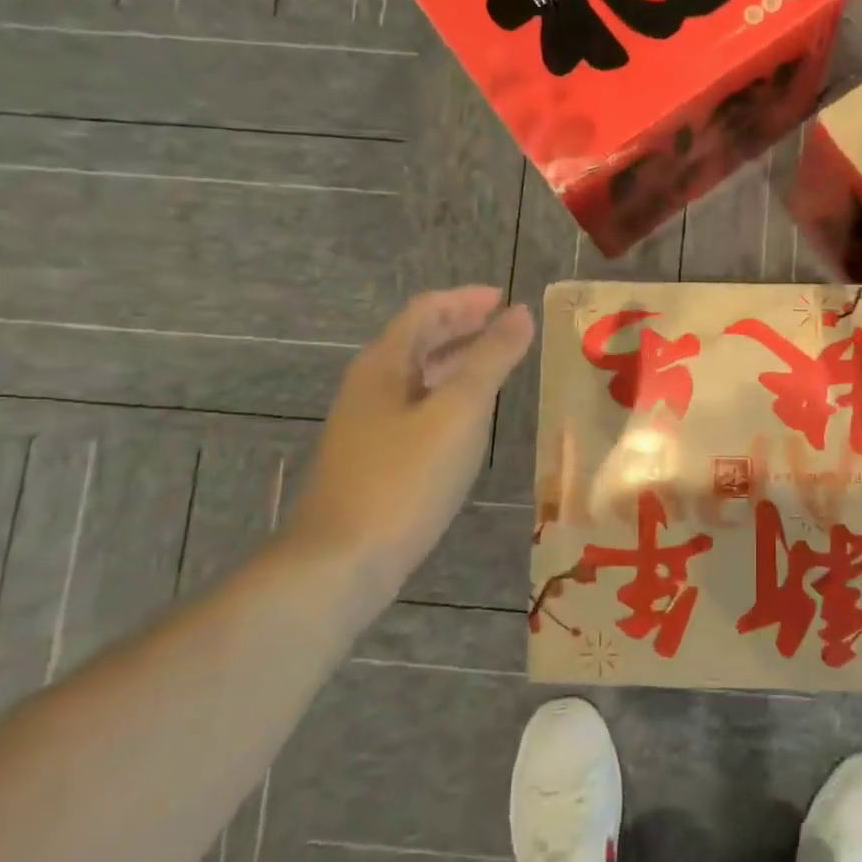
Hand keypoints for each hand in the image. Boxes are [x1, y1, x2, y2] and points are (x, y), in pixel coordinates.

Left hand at [285, 287, 534, 590]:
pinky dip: (447, 397)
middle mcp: (370, 387)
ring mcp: (368, 426)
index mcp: (384, 365)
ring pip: (418, 377)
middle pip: (418, 340)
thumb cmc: (404, 478)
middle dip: (462, 326)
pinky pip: (416, 409)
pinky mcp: (373, 460)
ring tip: (497, 364)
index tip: (505, 298)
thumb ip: (492, 358)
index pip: (426, 311)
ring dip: (456, 362)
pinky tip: (468, 420)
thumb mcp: (459, 411)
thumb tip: (520, 313)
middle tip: (506, 325)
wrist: (341, 563)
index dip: (466, 300)